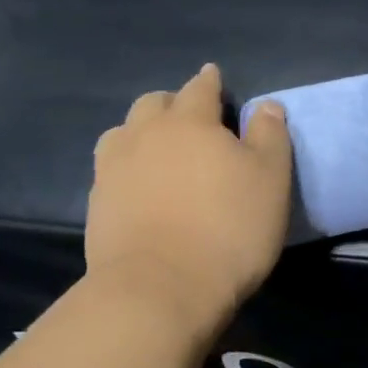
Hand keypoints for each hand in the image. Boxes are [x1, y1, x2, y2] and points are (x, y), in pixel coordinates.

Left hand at [85, 64, 292, 334]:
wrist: (159, 290)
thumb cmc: (227, 228)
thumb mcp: (270, 179)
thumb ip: (270, 135)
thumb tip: (267, 105)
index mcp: (190, 121)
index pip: (200, 88)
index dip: (210, 81)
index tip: (214, 76)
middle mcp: (146, 134)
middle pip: (154, 103)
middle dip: (172, 103)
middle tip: (190, 119)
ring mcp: (114, 169)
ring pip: (123, 132)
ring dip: (141, 132)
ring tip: (157, 149)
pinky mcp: (96, 204)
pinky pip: (110, 169)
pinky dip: (126, 166)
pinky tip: (137, 185)